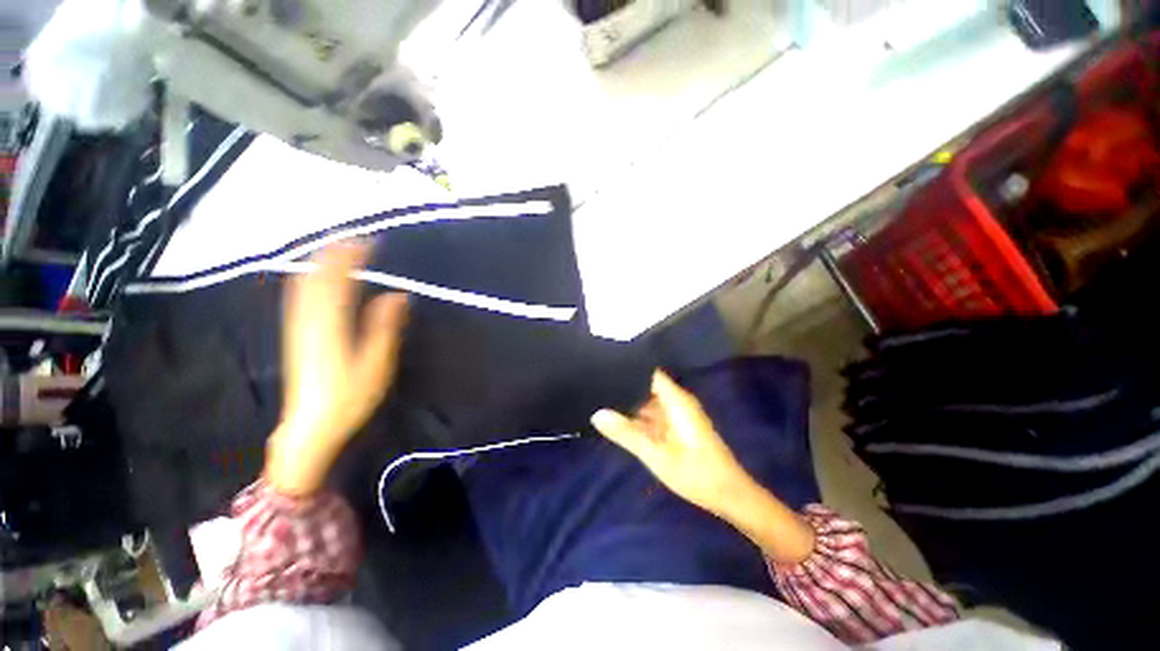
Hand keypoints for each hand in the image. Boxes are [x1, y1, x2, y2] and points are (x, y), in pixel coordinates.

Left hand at [267, 243, 408, 495]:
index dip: (352, 257)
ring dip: (321, 263)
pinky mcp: (295, 334)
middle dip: (334, 254)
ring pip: (304, 283)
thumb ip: (385, 327)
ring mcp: (298, 326)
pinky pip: (299, 296)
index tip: (370, 243)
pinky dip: (311, 278)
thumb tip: (398, 295)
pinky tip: (318, 277)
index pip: (339, 280)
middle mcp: (309, 319)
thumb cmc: (349, 397)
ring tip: (339, 251)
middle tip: (356, 240)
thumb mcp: (376, 364)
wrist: (309, 426)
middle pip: (316, 276)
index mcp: (331, 325)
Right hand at [591, 371, 755, 516]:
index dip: (628, 368)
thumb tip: (597, 414)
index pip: (649, 372)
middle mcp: (677, 402)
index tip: (604, 366)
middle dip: (623, 387)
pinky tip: (619, 421)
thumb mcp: (657, 455)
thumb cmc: (696, 474)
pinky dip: (637, 418)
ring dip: (628, 403)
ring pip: (648, 402)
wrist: (730, 496)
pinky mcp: (677, 427)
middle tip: (595, 384)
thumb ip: (627, 434)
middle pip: (646, 386)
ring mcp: (677, 415)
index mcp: (676, 400)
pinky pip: (653, 415)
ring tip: (601, 399)